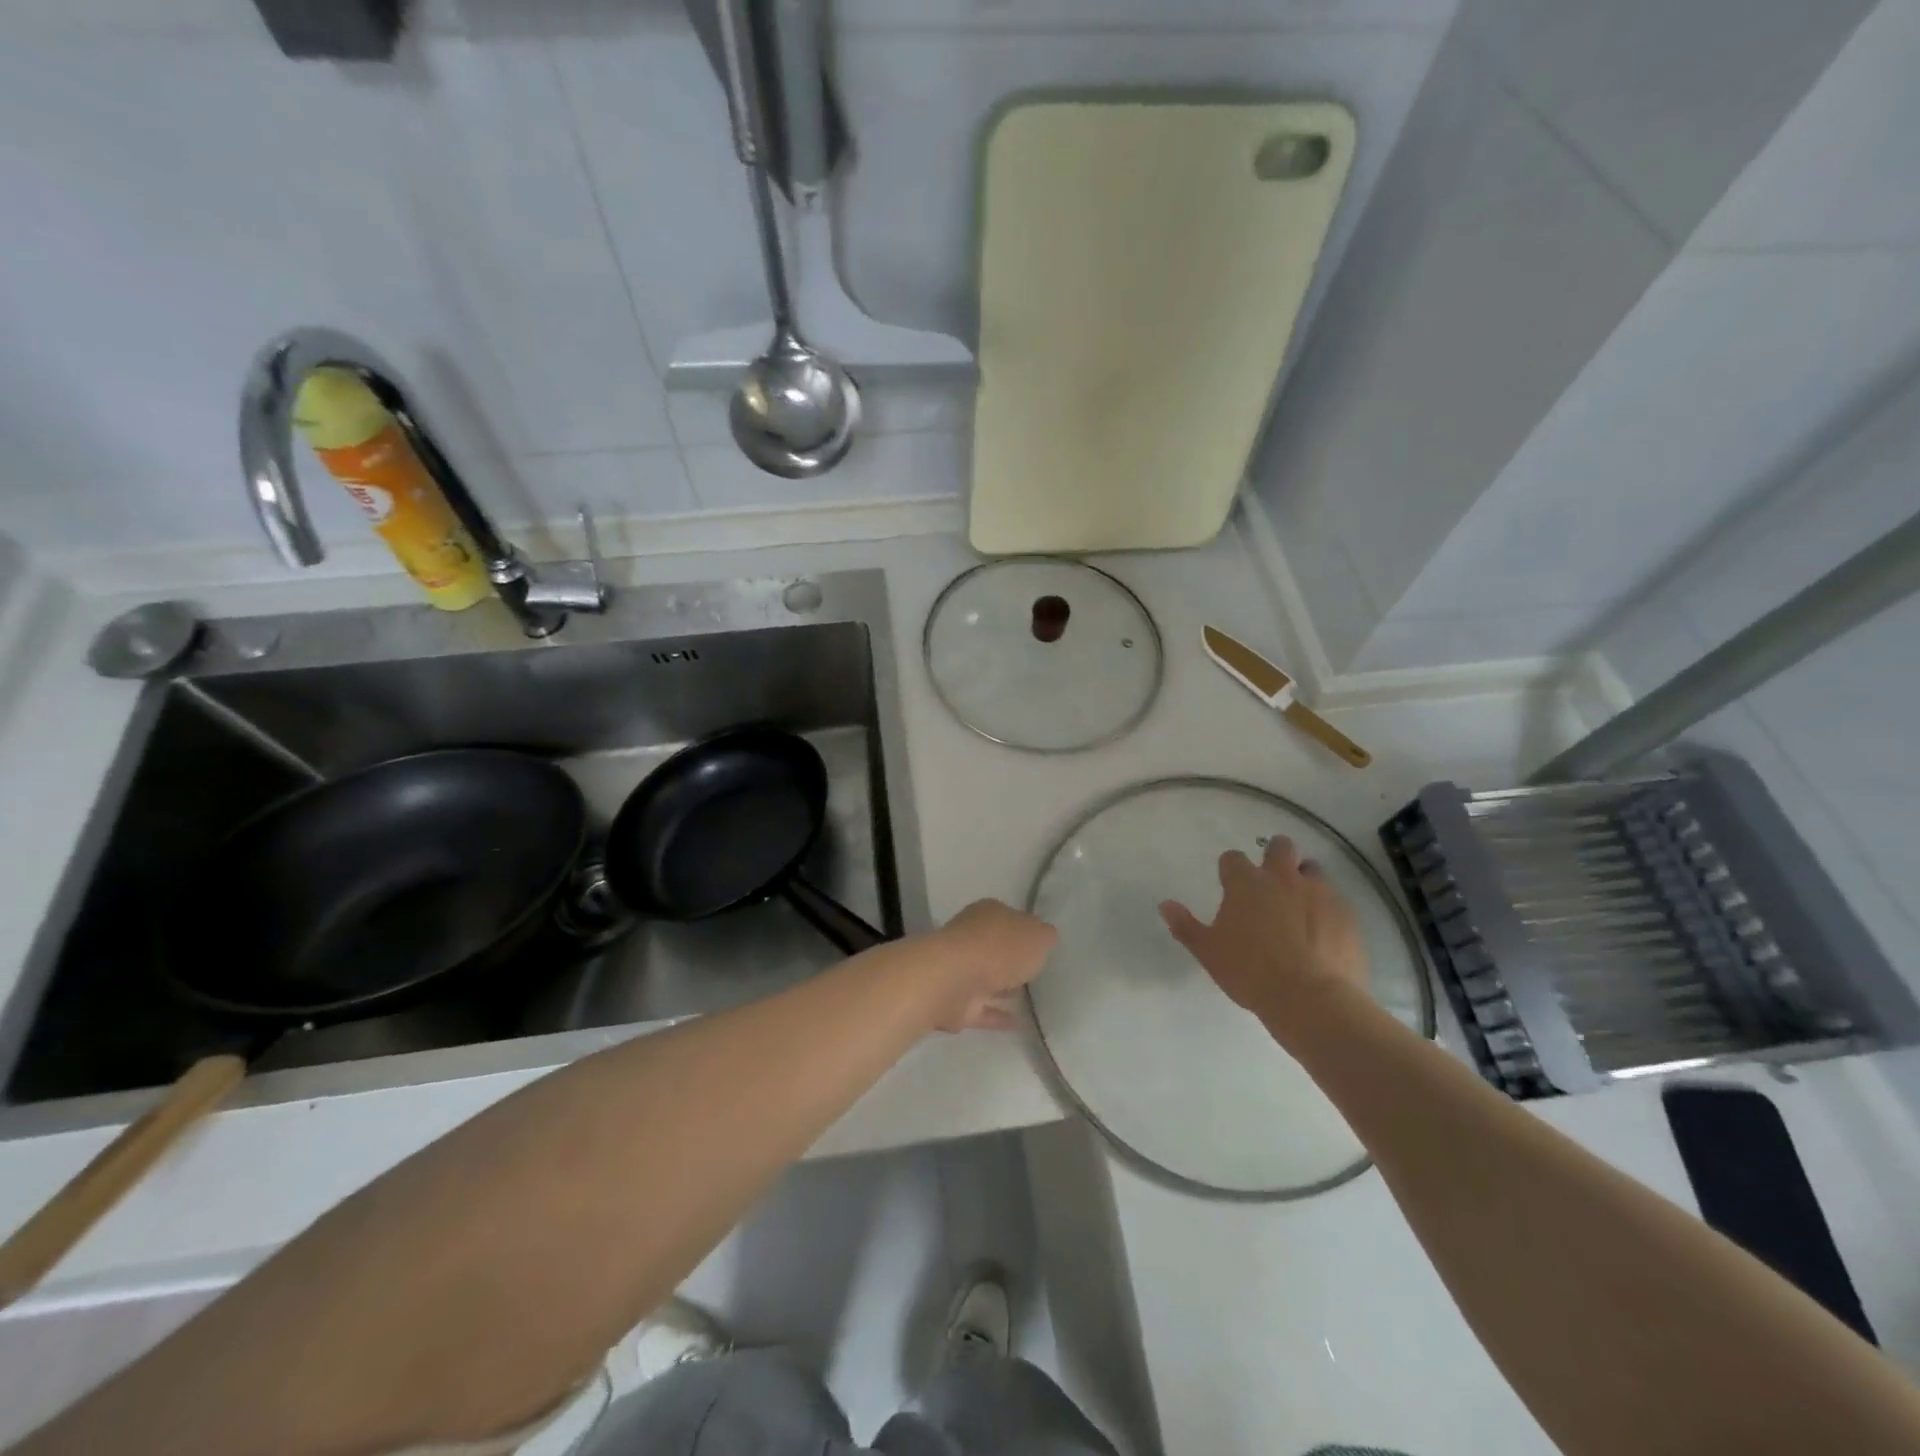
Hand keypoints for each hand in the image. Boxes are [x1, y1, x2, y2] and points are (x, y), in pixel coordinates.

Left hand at [925, 899, 1057, 1031]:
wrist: (954, 980)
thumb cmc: (999, 948)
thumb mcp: (1037, 935)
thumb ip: (1044, 936)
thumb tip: (1044, 937)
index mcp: (988, 914)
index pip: (1010, 918)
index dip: (1026, 930)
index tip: (1041, 945)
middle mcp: (972, 938)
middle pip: (997, 948)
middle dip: (1014, 959)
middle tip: (1038, 973)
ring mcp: (962, 971)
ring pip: (989, 978)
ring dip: (1006, 988)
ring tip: (1034, 1001)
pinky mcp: (957, 1003)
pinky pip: (985, 1009)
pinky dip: (1001, 1016)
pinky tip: (1023, 1024)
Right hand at [1159, 837, 1367, 1025]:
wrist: (1312, 1000)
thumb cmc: (1250, 972)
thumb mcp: (1208, 952)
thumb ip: (1185, 925)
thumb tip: (1165, 905)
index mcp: (1246, 883)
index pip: (1232, 858)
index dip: (1230, 871)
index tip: (1230, 887)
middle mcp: (1283, 878)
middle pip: (1280, 846)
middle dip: (1275, 856)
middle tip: (1270, 884)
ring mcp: (1319, 893)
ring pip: (1312, 869)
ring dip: (1304, 880)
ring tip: (1300, 908)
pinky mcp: (1347, 914)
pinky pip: (1336, 900)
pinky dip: (1327, 910)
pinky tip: (1323, 934)